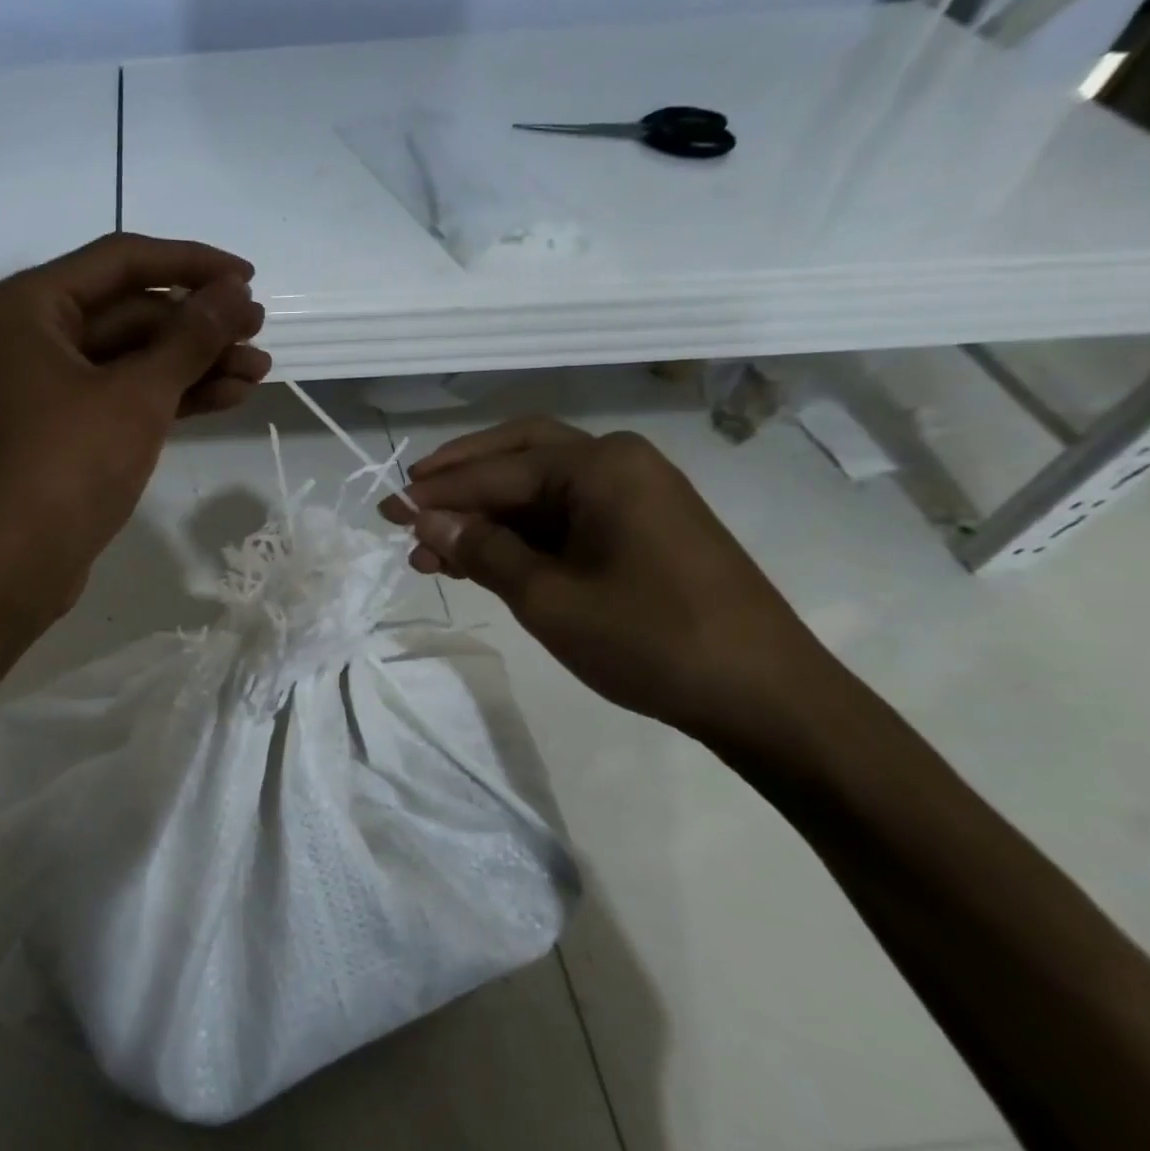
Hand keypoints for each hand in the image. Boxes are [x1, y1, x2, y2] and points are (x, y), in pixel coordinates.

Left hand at [0, 233, 269, 620]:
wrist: (10, 568)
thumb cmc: (66, 467)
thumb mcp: (137, 396)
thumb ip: (189, 338)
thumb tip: (234, 291)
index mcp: (31, 306)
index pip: (122, 260)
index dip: (192, 264)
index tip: (248, 279)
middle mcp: (34, 337)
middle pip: (131, 311)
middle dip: (199, 324)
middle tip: (259, 333)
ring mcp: (49, 388)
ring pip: (134, 359)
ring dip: (195, 363)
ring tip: (259, 370)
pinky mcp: (66, 431)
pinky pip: (125, 397)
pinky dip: (173, 397)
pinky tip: (228, 397)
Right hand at [381, 418, 841, 744]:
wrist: (764, 695)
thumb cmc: (650, 639)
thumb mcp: (547, 598)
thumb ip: (482, 551)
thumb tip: (426, 522)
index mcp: (597, 465)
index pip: (494, 473)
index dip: (435, 494)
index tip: (385, 509)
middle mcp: (616, 462)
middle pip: (516, 455)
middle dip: (458, 481)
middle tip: (408, 504)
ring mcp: (633, 493)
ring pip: (536, 489)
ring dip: (483, 513)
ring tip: (430, 550)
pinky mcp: (640, 526)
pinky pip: (563, 515)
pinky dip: (518, 533)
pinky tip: (479, 559)